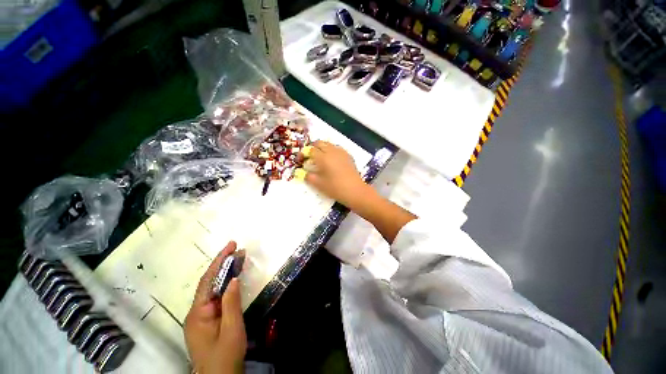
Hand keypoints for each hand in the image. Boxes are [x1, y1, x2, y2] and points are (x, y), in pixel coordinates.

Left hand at [184, 241, 246, 373]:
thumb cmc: (225, 356)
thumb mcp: (232, 330)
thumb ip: (232, 303)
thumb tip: (234, 278)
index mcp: (198, 313)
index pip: (208, 280)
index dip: (219, 261)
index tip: (231, 246)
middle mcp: (196, 311)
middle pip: (209, 282)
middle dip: (222, 263)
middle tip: (237, 248)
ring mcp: (201, 316)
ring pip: (212, 288)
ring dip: (225, 272)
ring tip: (238, 258)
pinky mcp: (208, 320)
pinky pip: (216, 296)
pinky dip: (226, 284)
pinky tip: (233, 278)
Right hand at [298, 140, 370, 207]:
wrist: (355, 191)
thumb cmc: (335, 188)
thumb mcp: (319, 184)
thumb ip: (308, 176)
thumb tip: (303, 172)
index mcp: (323, 157)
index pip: (310, 150)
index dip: (303, 154)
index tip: (301, 160)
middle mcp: (332, 151)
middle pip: (319, 143)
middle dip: (312, 148)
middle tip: (309, 157)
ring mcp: (341, 152)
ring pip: (329, 144)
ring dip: (322, 148)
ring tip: (320, 158)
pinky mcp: (348, 155)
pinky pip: (337, 148)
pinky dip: (331, 150)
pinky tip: (332, 160)